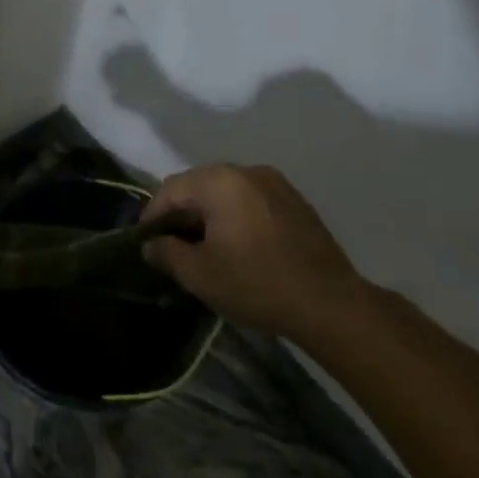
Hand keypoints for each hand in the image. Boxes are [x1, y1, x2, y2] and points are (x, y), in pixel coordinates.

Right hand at [139, 164, 363, 341]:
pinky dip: (235, 216)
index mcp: (220, 181)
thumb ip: (166, 253)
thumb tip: (151, 244)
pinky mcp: (295, 202)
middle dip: (181, 213)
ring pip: (226, 192)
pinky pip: (251, 201)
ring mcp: (276, 184)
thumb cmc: (256, 284)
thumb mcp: (199, 274)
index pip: (171, 189)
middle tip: (172, 245)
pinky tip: (237, 246)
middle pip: (198, 185)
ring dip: (209, 215)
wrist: (332, 305)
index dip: (153, 215)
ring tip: (203, 247)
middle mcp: (247, 171)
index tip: (146, 242)